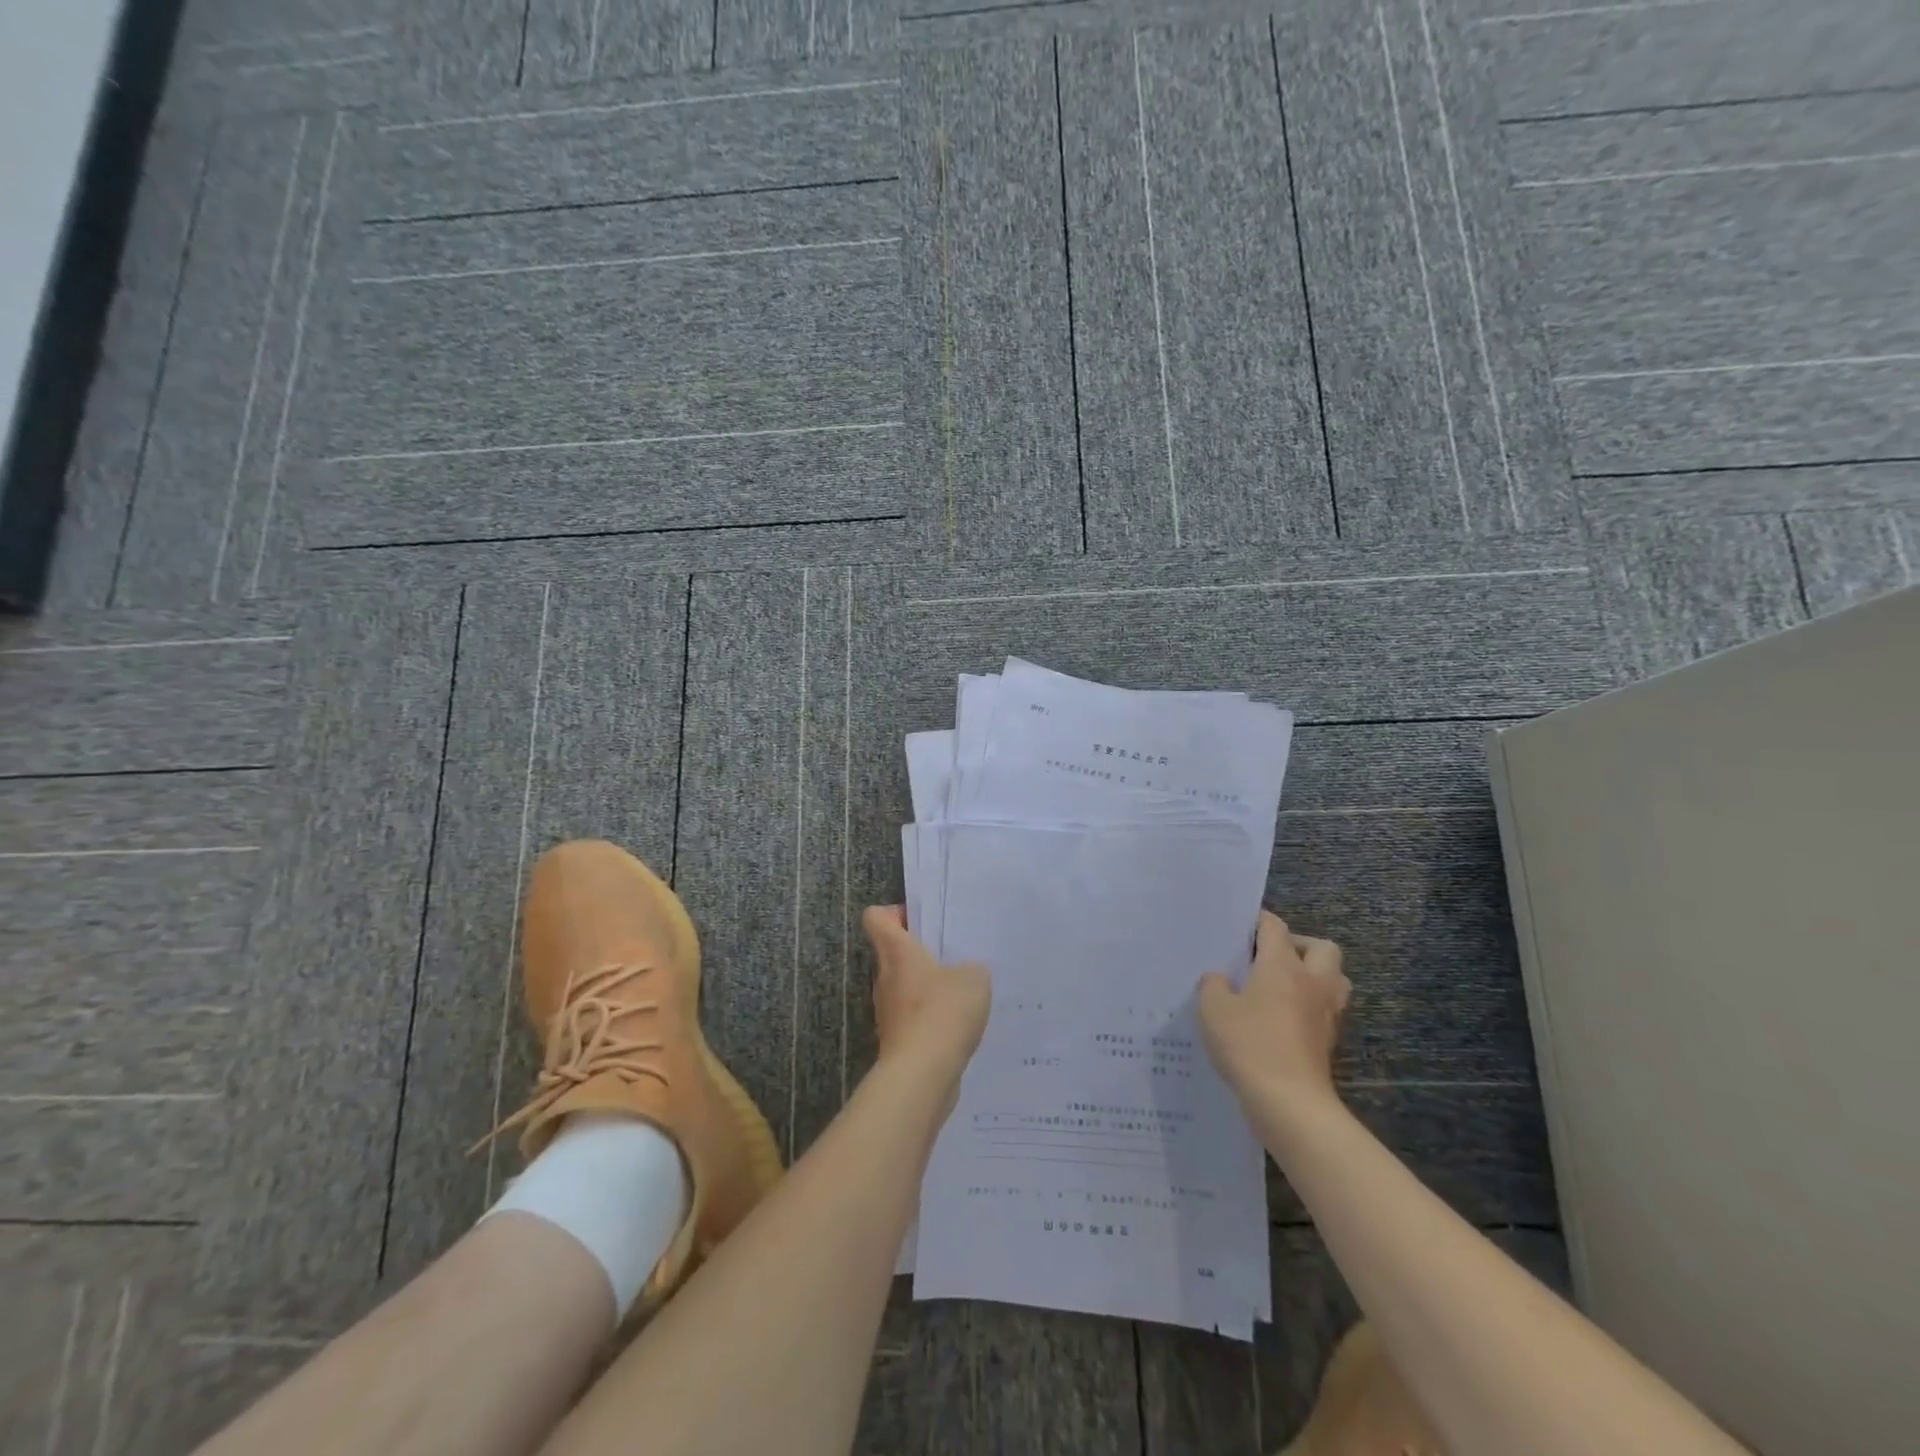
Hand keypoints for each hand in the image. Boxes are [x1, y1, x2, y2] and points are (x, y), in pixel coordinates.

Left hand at [864, 906, 991, 1074]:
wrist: (922, 1074)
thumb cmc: (943, 1011)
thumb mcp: (974, 978)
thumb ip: (971, 968)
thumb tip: (966, 974)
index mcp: (897, 952)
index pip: (877, 918)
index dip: (894, 914)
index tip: (921, 921)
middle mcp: (885, 978)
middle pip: (893, 954)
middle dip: (920, 954)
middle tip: (953, 957)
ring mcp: (888, 1012)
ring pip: (904, 988)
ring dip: (928, 989)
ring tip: (962, 994)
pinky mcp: (897, 1041)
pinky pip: (914, 1019)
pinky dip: (932, 1020)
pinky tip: (959, 1027)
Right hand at [1197, 911, 1348, 1111]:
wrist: (1289, 1102)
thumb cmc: (1249, 1044)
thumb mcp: (1213, 1008)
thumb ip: (1213, 984)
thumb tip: (1220, 979)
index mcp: (1283, 965)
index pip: (1275, 927)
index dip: (1258, 921)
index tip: (1239, 926)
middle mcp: (1311, 982)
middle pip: (1323, 948)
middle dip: (1300, 946)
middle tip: (1270, 957)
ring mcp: (1325, 1014)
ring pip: (1334, 980)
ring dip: (1314, 976)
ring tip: (1282, 987)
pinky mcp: (1327, 1042)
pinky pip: (1325, 1011)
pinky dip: (1309, 1008)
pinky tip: (1281, 1020)